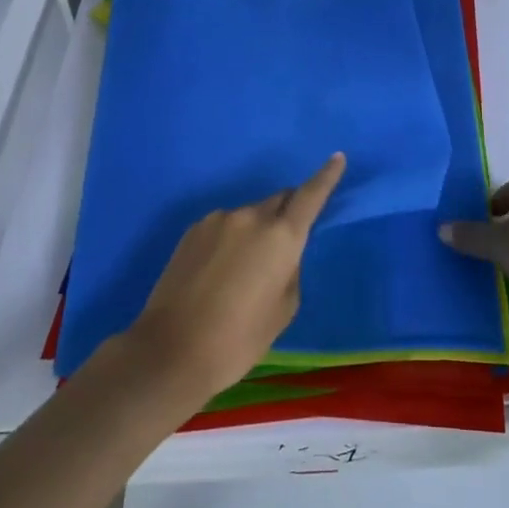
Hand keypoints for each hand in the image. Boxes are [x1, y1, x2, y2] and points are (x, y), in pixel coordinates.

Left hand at [129, 154, 346, 398]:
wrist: (171, 350)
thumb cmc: (239, 339)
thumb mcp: (283, 310)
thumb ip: (290, 270)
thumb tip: (280, 255)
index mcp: (281, 236)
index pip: (310, 195)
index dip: (326, 176)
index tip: (337, 157)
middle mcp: (250, 217)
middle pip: (279, 201)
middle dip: (288, 213)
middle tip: (286, 243)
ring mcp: (217, 220)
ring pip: (249, 216)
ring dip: (256, 231)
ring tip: (244, 272)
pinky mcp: (192, 231)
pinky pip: (224, 227)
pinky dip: (231, 240)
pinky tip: (219, 273)